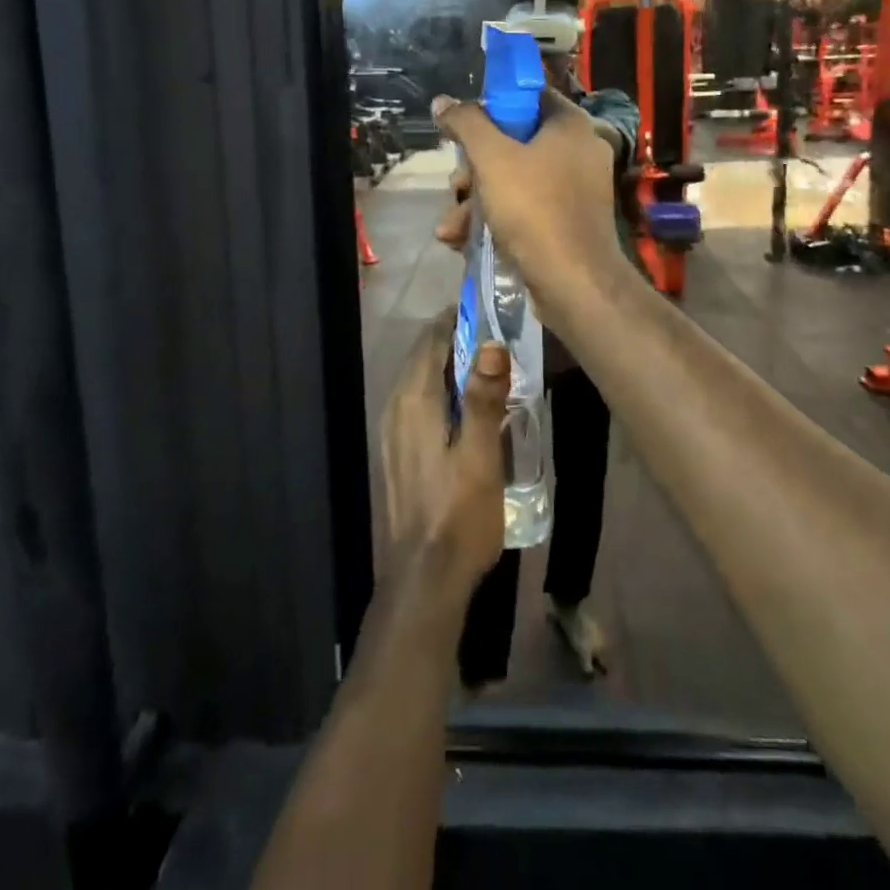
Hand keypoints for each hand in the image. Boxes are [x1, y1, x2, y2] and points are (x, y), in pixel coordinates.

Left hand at [380, 316, 509, 597]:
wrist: (424, 579)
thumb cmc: (459, 515)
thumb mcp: (481, 456)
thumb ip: (484, 398)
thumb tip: (491, 343)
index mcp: (414, 401)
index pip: (433, 340)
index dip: (459, 320)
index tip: (490, 310)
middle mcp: (395, 407)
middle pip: (424, 357)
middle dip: (456, 341)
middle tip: (498, 338)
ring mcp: (391, 431)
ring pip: (420, 380)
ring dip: (449, 368)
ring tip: (489, 368)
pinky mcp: (395, 451)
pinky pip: (417, 403)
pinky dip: (440, 392)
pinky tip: (467, 409)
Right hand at [430, 89, 623, 309]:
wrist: (574, 283)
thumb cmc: (534, 209)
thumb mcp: (492, 158)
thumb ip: (466, 123)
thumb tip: (443, 101)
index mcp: (570, 125)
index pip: (527, 97)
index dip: (491, 109)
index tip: (463, 130)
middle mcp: (578, 152)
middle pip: (513, 144)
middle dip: (473, 170)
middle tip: (456, 188)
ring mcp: (576, 191)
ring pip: (514, 181)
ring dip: (474, 202)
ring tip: (450, 228)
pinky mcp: (568, 223)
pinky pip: (525, 209)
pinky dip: (495, 220)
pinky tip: (464, 241)